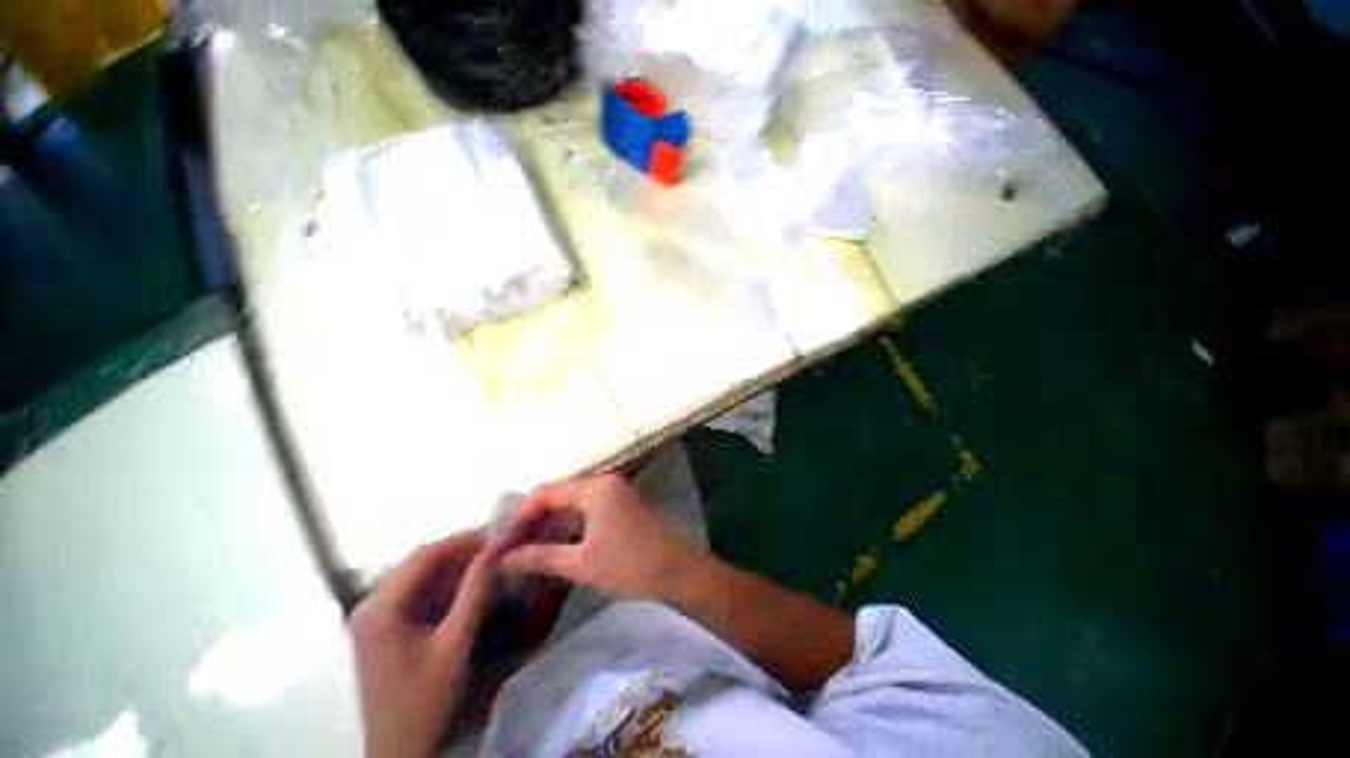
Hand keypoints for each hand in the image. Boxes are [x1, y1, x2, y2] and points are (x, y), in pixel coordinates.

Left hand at [349, 529, 495, 757]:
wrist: (400, 752)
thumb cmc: (425, 700)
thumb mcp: (455, 643)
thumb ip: (475, 591)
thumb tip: (497, 549)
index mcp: (381, 607)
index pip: (427, 554)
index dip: (465, 538)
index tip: (500, 533)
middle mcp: (371, 604)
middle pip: (421, 562)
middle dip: (462, 551)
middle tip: (498, 547)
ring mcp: (373, 617)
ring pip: (419, 576)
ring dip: (454, 567)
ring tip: (489, 562)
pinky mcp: (381, 629)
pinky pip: (415, 594)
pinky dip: (443, 586)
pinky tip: (467, 587)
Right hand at [499, 474, 701, 599]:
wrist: (679, 570)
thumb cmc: (630, 564)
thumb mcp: (582, 563)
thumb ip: (542, 556)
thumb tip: (504, 558)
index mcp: (595, 488)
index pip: (547, 492)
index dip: (522, 514)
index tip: (502, 541)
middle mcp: (604, 482)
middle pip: (560, 493)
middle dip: (534, 518)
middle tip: (511, 546)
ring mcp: (615, 492)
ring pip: (573, 501)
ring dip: (551, 521)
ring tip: (526, 547)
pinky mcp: (621, 505)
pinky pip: (587, 508)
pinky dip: (569, 523)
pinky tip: (554, 543)